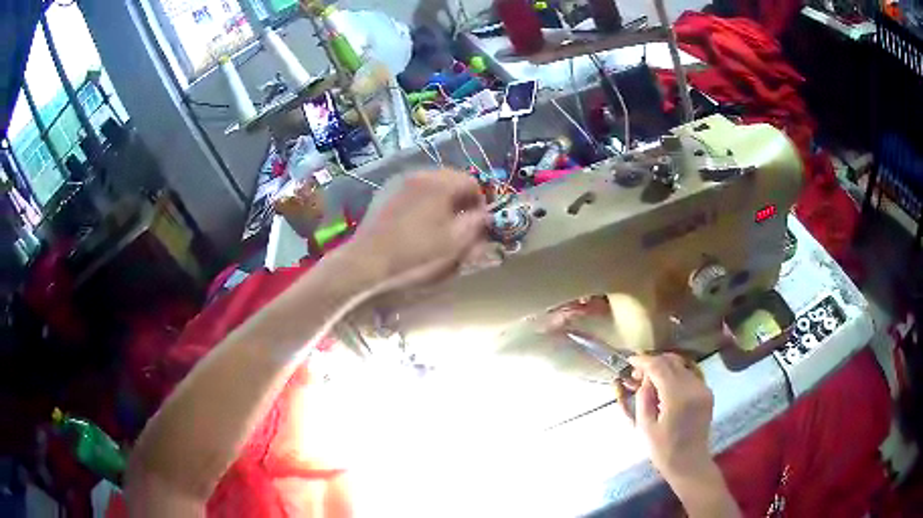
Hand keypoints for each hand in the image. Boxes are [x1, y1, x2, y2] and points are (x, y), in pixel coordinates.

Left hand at [344, 169, 488, 292]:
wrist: (368, 260)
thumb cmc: (416, 253)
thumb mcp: (454, 243)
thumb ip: (476, 225)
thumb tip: (485, 216)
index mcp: (440, 183)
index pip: (472, 182)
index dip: (481, 202)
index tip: (481, 222)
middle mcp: (421, 174)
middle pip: (451, 180)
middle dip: (462, 200)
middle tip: (464, 223)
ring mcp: (400, 182)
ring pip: (432, 185)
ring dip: (443, 200)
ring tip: (442, 224)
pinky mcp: (386, 192)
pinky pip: (414, 191)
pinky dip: (423, 202)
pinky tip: (419, 223)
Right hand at [627, 354, 714, 483]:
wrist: (690, 463)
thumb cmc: (664, 450)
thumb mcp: (645, 426)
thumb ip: (644, 398)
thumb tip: (644, 379)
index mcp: (677, 397)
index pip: (659, 367)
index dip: (644, 361)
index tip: (630, 360)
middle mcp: (694, 387)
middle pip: (672, 362)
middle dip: (653, 363)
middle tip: (637, 374)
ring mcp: (703, 389)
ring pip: (681, 366)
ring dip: (664, 368)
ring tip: (650, 382)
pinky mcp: (707, 393)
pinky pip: (689, 375)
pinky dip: (675, 375)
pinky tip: (665, 388)